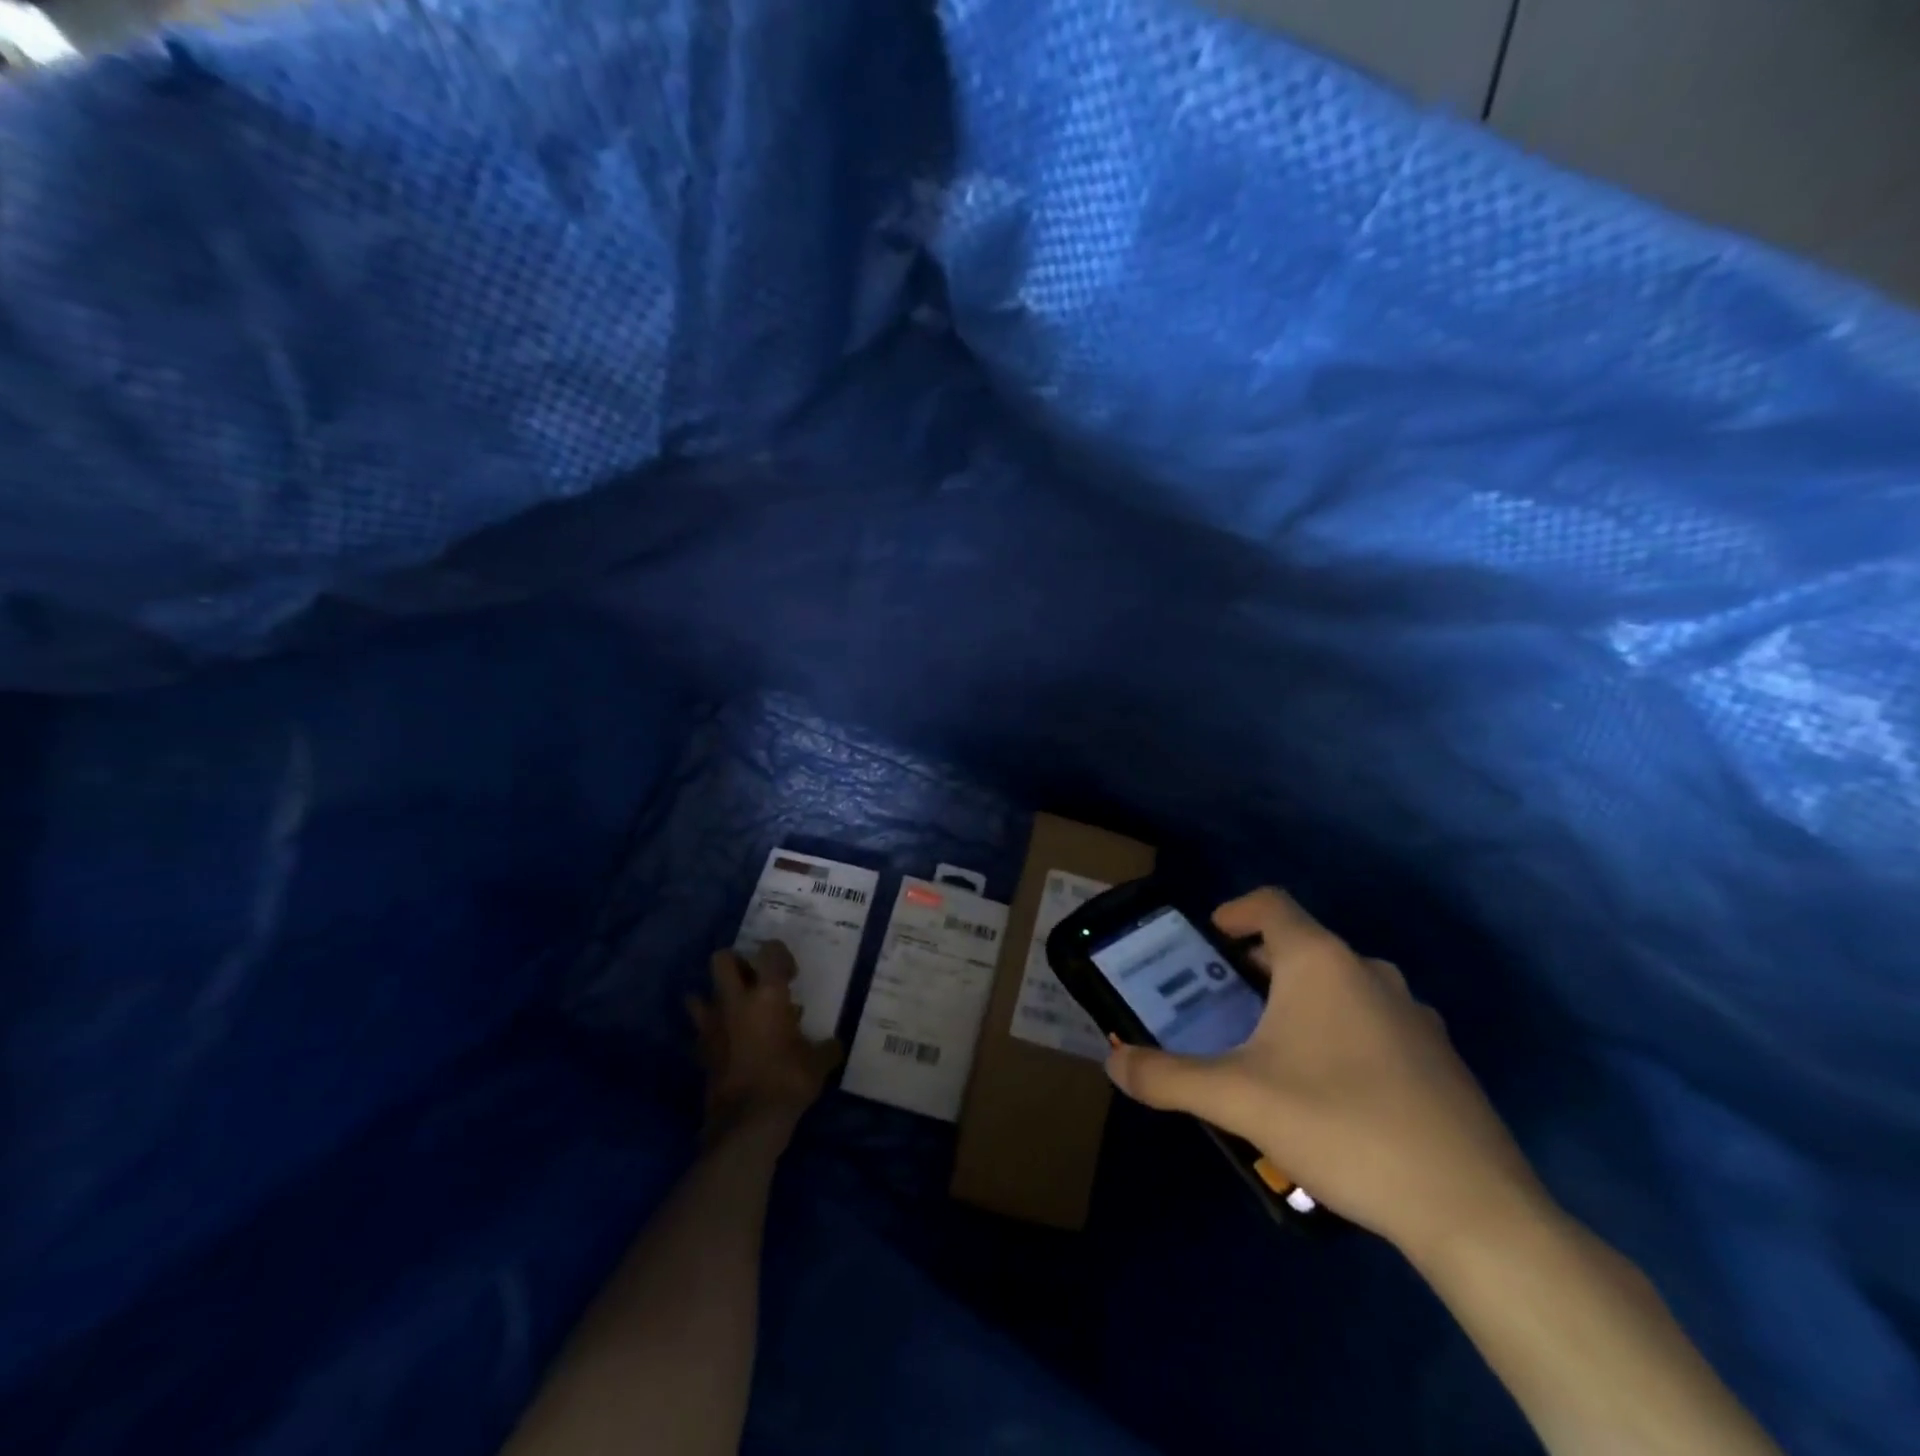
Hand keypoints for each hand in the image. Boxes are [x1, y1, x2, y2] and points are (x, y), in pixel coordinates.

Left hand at [687, 942, 839, 1143]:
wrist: (746, 1123)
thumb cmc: (787, 1082)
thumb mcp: (818, 1063)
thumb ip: (826, 1047)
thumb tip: (834, 1044)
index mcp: (767, 995)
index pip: (770, 951)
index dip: (781, 955)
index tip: (791, 975)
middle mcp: (735, 1001)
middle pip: (722, 960)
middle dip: (737, 963)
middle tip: (756, 982)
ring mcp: (712, 1025)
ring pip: (699, 993)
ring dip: (715, 996)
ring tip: (736, 1009)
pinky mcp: (700, 1050)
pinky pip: (700, 1028)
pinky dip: (711, 1029)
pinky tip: (729, 1041)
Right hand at [1105, 888, 1545, 1255]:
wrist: (1470, 1207)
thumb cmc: (1340, 1124)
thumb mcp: (1237, 1099)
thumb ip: (1166, 1077)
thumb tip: (1114, 1063)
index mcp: (1320, 962)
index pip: (1271, 904)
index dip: (1234, 911)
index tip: (1209, 939)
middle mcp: (1369, 972)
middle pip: (1302, 945)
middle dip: (1258, 965)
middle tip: (1225, 1000)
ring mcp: (1413, 1013)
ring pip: (1342, 984)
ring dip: (1302, 998)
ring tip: (1271, 1044)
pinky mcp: (1440, 1057)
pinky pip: (1375, 1021)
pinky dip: (1342, 1030)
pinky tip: (1331, 1088)